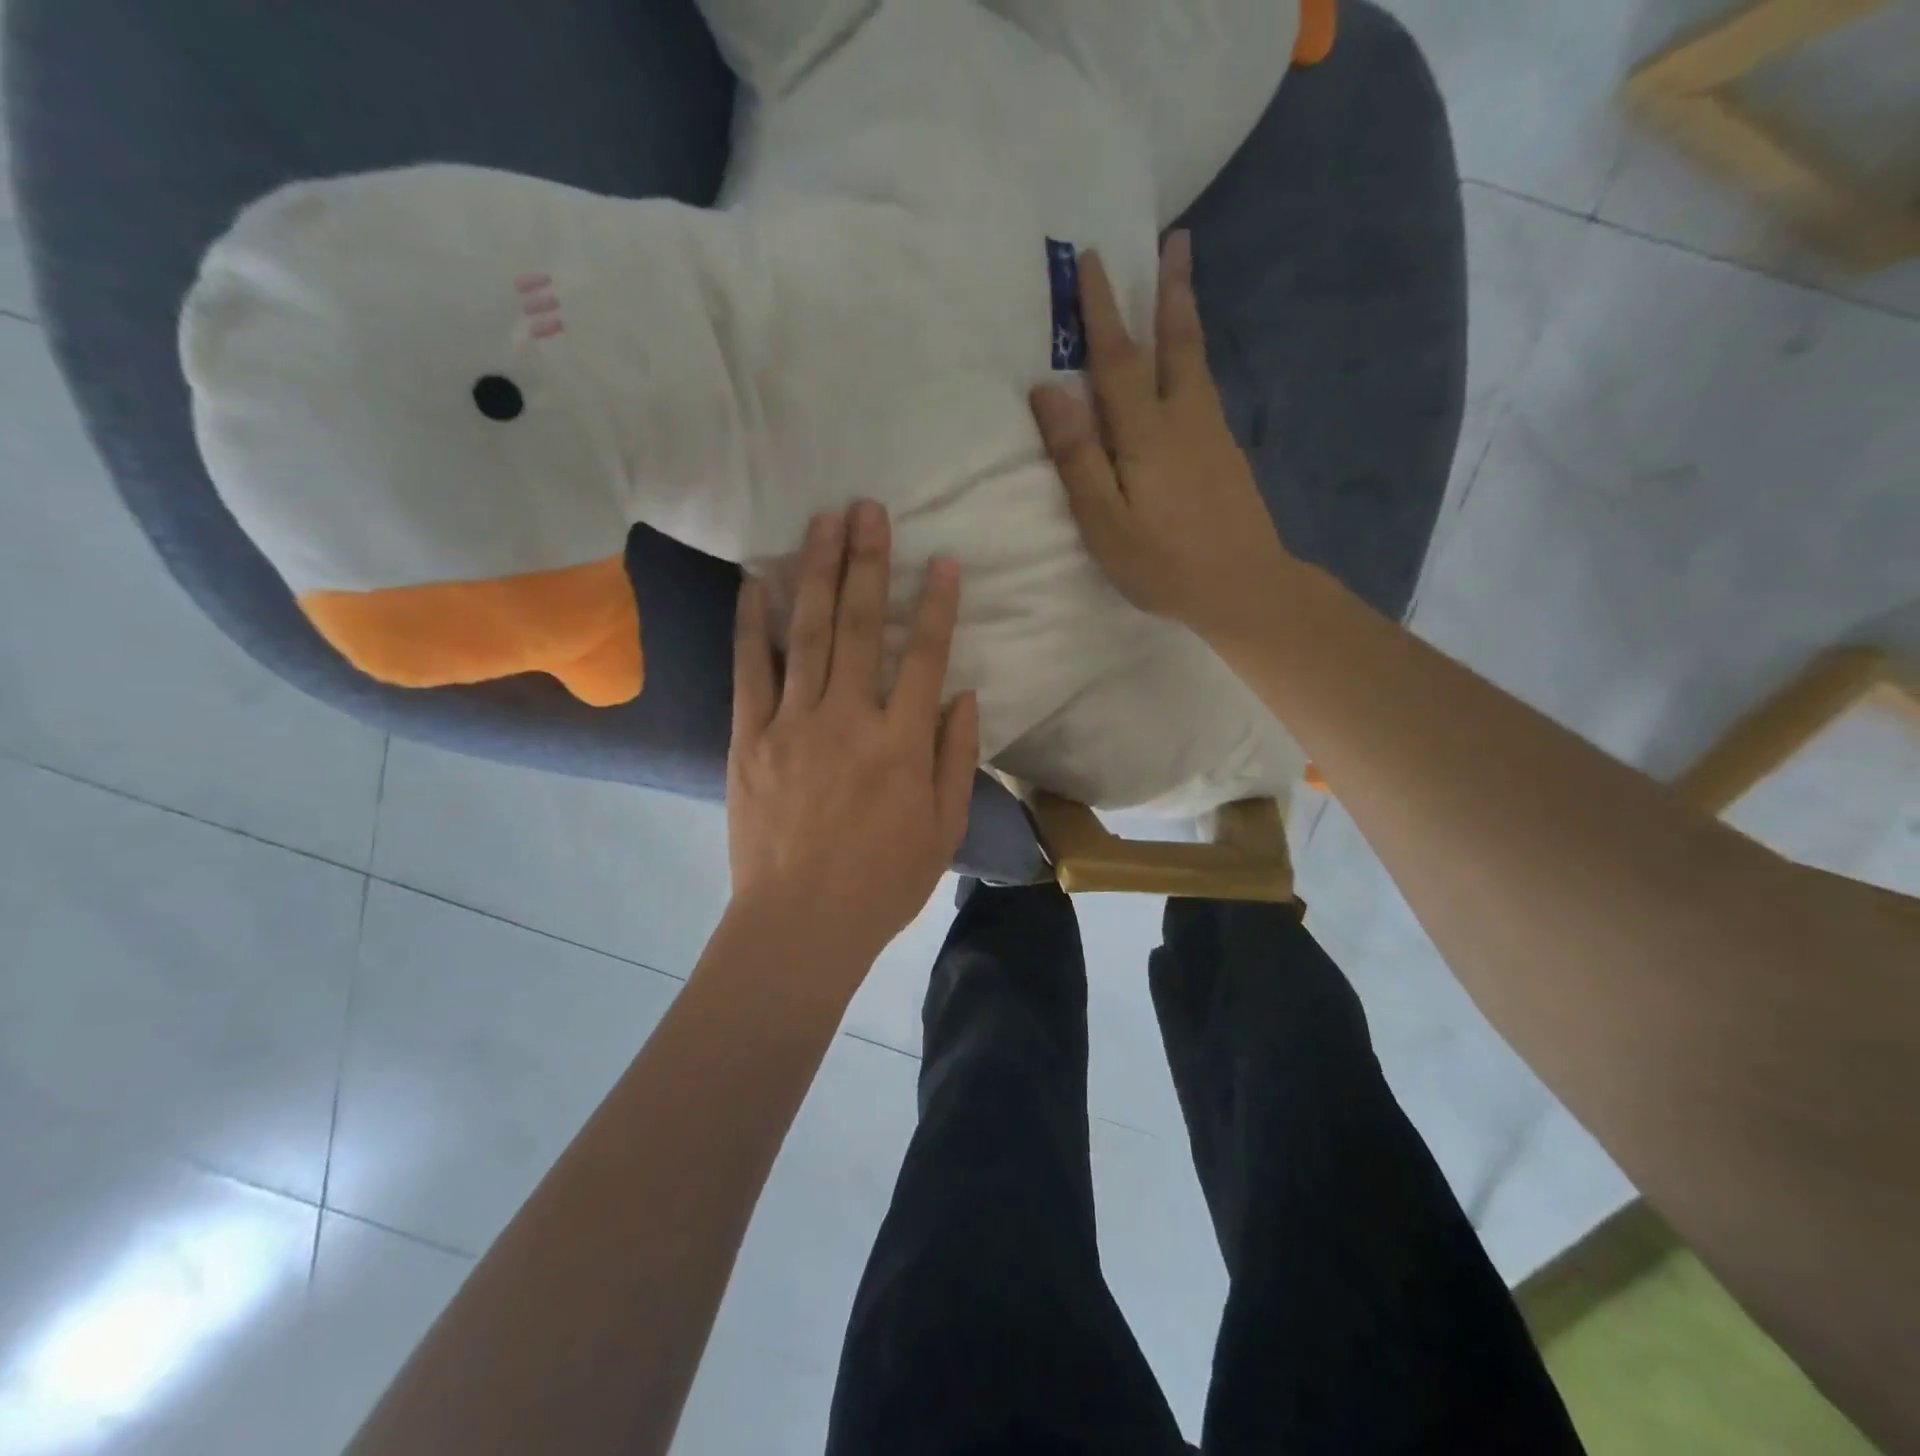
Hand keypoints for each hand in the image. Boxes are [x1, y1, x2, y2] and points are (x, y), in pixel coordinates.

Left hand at [726, 501, 979, 984]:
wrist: (799, 923)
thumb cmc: (882, 881)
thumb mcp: (943, 828)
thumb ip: (956, 756)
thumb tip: (963, 694)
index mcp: (901, 743)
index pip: (923, 656)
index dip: (935, 604)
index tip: (941, 559)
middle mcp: (847, 718)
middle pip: (858, 625)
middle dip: (868, 562)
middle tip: (869, 508)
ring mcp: (792, 723)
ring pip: (805, 633)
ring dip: (815, 572)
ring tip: (823, 521)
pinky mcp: (748, 737)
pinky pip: (749, 670)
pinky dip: (751, 624)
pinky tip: (755, 582)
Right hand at [1030, 231, 1296, 643]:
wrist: (1244, 586)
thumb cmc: (1163, 562)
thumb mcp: (1105, 521)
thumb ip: (1077, 457)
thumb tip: (1048, 389)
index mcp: (1146, 431)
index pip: (1117, 357)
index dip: (1101, 310)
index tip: (1090, 261)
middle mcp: (1184, 417)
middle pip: (1175, 341)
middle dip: (1168, 289)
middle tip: (1175, 238)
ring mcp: (1211, 432)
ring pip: (1194, 360)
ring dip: (1185, 314)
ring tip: (1182, 278)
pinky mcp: (1225, 452)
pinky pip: (1203, 385)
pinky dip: (1192, 356)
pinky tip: (1188, 363)